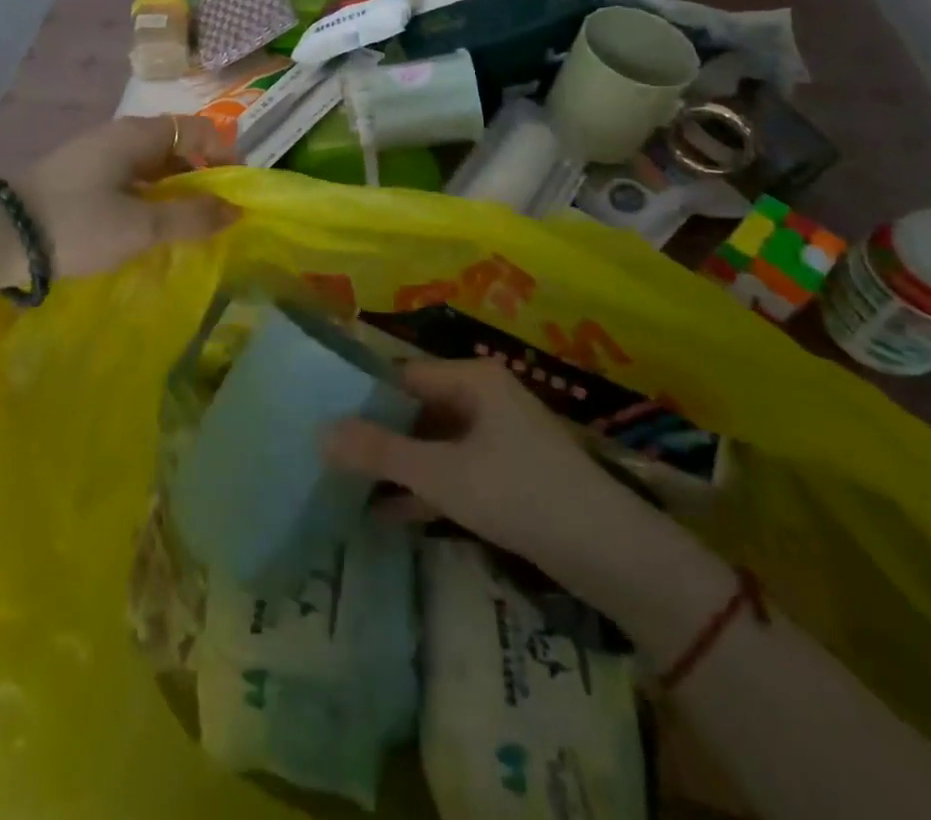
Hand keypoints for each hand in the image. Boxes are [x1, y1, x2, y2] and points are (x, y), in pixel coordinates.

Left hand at [0, 115, 236, 286]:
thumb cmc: (77, 224)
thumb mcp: (141, 226)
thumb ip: (192, 217)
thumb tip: (236, 209)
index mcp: (138, 135)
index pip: (200, 129)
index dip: (225, 156)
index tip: (236, 194)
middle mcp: (119, 136)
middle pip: (177, 147)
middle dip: (202, 179)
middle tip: (214, 217)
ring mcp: (96, 156)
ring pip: (152, 167)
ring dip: (175, 192)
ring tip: (184, 228)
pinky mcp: (79, 178)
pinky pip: (129, 180)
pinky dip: (148, 199)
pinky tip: (146, 229)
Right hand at [320, 358, 658, 574]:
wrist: (611, 554)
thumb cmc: (520, 494)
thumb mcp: (442, 474)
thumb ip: (381, 453)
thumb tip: (319, 432)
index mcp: (472, 379)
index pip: (403, 376)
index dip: (363, 397)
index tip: (322, 419)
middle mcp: (485, 397)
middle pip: (417, 409)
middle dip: (377, 436)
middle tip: (329, 457)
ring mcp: (498, 436)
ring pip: (434, 443)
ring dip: (398, 467)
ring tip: (349, 488)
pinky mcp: (508, 474)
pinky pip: (455, 470)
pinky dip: (426, 489)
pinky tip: (390, 515)